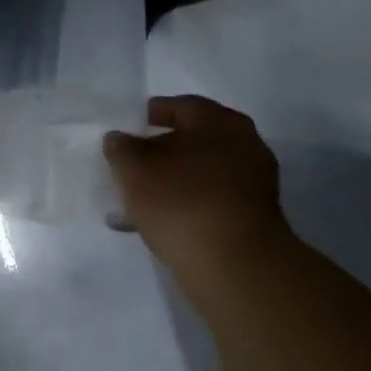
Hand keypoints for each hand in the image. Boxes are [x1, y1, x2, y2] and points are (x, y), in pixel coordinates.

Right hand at [104, 96, 289, 287]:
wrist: (232, 263)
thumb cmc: (181, 201)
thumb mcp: (134, 170)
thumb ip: (121, 148)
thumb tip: (119, 139)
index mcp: (220, 123)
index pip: (182, 106)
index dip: (152, 113)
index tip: (128, 125)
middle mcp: (243, 146)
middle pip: (192, 141)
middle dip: (158, 152)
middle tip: (128, 164)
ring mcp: (250, 184)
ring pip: (198, 175)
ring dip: (168, 183)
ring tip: (133, 200)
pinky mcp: (248, 218)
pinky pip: (206, 202)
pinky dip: (181, 206)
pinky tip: (153, 224)